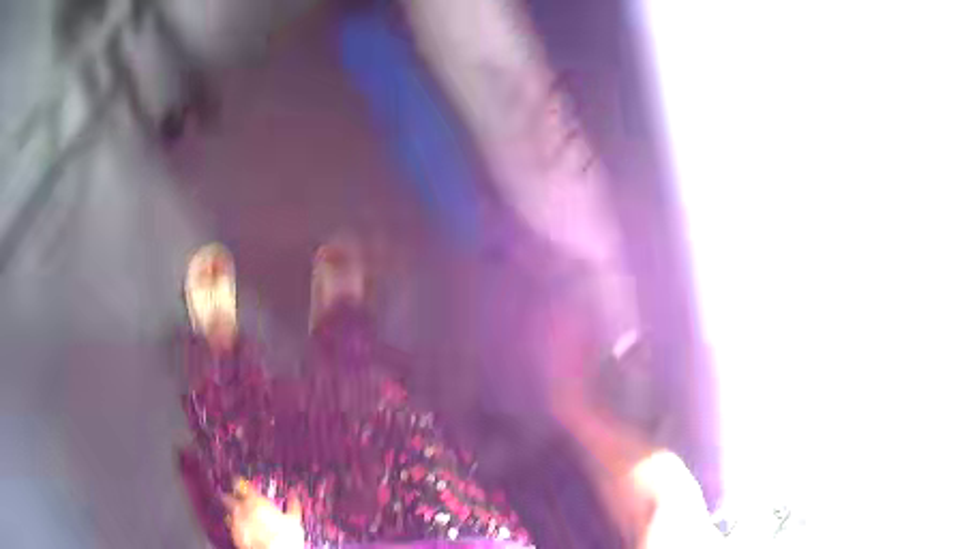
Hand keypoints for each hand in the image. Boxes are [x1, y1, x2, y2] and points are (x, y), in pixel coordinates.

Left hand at [222, 479, 304, 548]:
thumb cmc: (285, 536)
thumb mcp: (294, 520)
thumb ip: (293, 505)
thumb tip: (294, 494)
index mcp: (255, 500)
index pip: (241, 484)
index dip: (240, 482)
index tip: (239, 481)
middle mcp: (242, 508)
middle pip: (230, 497)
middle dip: (231, 496)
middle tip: (235, 496)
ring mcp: (236, 521)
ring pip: (229, 512)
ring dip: (233, 512)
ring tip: (238, 514)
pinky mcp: (234, 534)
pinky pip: (230, 526)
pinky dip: (234, 525)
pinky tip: (241, 527)